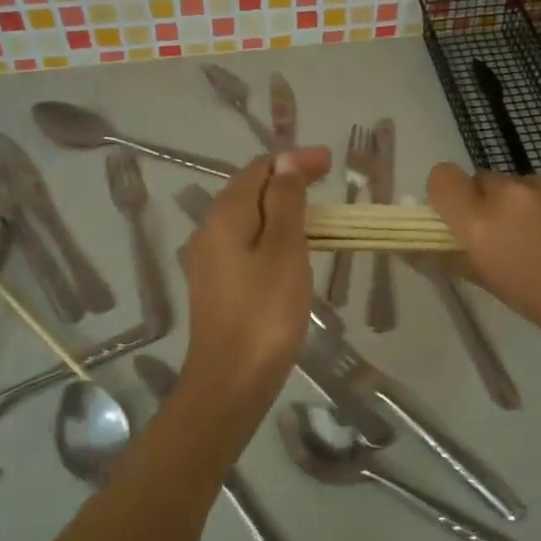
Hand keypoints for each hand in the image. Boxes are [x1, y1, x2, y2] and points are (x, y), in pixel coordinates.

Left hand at [180, 147, 331, 413]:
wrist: (231, 381)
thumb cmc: (265, 312)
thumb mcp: (284, 250)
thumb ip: (285, 201)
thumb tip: (286, 162)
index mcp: (225, 216)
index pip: (259, 169)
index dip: (294, 160)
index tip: (331, 163)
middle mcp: (208, 231)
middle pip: (249, 190)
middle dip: (286, 180)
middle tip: (326, 181)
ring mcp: (208, 260)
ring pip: (246, 218)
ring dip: (279, 207)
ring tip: (314, 213)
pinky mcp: (215, 286)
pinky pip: (244, 244)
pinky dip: (269, 234)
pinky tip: (288, 249)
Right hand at [427, 165, 540, 361]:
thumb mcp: (497, 288)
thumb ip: (458, 259)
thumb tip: (424, 248)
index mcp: (481, 223)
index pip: (442, 178)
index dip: (447, 194)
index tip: (459, 216)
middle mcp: (512, 193)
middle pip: (485, 181)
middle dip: (491, 204)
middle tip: (513, 237)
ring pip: (525, 185)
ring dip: (530, 204)